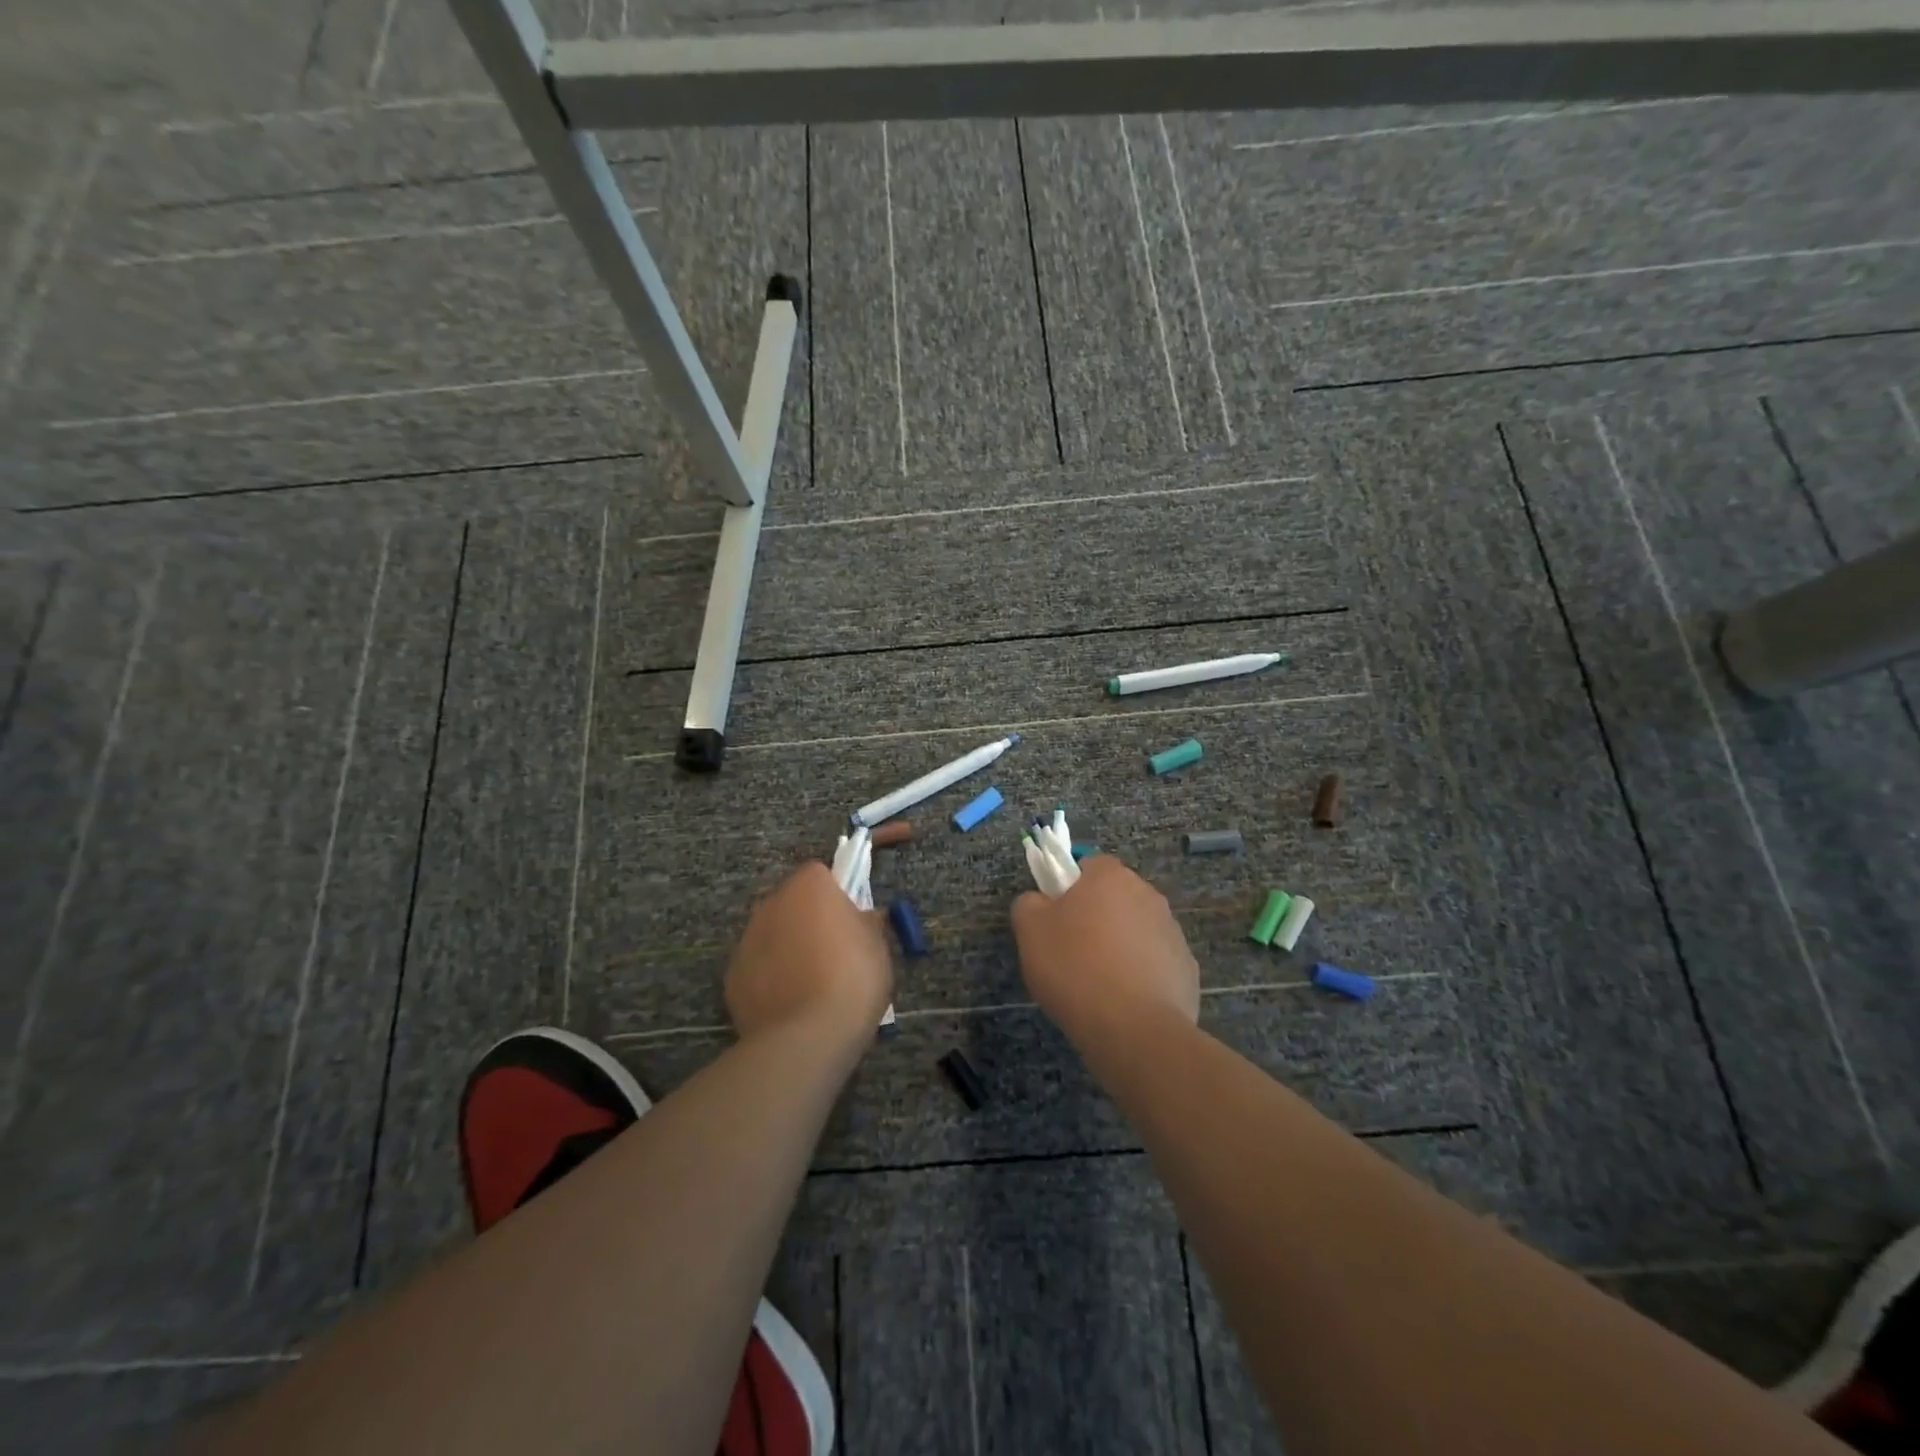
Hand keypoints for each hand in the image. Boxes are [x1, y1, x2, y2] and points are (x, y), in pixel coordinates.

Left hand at [725, 862, 892, 1042]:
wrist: (807, 1038)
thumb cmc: (852, 979)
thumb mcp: (878, 945)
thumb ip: (867, 922)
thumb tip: (862, 918)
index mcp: (808, 886)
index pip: (821, 873)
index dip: (837, 894)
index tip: (850, 920)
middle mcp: (770, 903)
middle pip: (792, 901)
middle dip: (808, 918)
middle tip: (834, 951)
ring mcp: (746, 940)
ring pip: (772, 933)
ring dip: (788, 947)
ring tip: (812, 983)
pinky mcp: (732, 977)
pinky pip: (758, 967)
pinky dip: (771, 978)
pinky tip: (790, 1003)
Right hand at [1010, 856, 1199, 1051]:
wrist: (1133, 1029)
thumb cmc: (1075, 968)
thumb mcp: (1030, 931)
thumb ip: (1029, 904)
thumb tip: (1039, 900)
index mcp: (1111, 877)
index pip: (1089, 865)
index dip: (1070, 888)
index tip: (1056, 918)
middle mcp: (1148, 895)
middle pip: (1115, 898)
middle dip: (1097, 917)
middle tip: (1072, 950)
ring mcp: (1173, 932)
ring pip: (1136, 930)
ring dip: (1120, 946)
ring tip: (1097, 983)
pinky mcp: (1186, 968)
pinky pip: (1155, 963)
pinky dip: (1141, 976)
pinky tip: (1124, 1002)